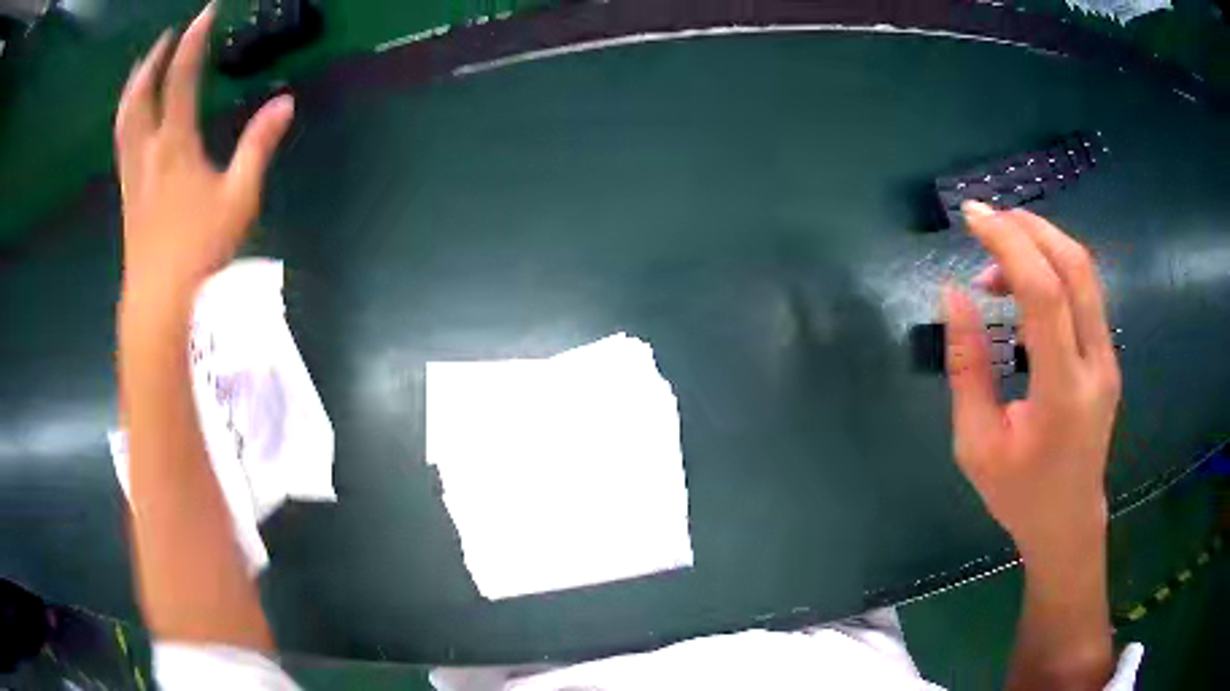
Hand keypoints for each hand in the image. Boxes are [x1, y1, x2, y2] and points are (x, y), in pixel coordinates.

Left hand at [115, 3, 292, 304]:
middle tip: (166, 36)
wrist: (158, 302)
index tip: (206, 12)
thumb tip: (286, 102)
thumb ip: (259, 145)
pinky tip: (134, 117)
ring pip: (124, 119)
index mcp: (175, 145)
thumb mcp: (239, 197)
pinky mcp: (128, 195)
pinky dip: (127, 117)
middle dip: (153, 60)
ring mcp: (133, 175)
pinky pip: (123, 143)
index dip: (193, 40)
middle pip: (140, 95)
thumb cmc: (199, 251)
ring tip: (144, 66)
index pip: (181, 78)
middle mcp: (147, 152)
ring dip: (134, 86)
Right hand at [944, 202, 1120, 561]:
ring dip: (1042, 244)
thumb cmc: (1019, 493)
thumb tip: (953, 294)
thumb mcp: (976, 443)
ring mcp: (1108, 357)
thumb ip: (967, 366)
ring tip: (999, 259)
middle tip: (987, 221)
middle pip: (1075, 266)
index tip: (972, 216)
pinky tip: (1024, 285)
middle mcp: (1095, 365)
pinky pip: (1085, 291)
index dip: (1008, 244)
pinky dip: (1053, 268)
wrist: (1068, 521)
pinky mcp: (1108, 355)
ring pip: (1085, 272)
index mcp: (1061, 393)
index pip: (1044, 294)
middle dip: (1029, 228)